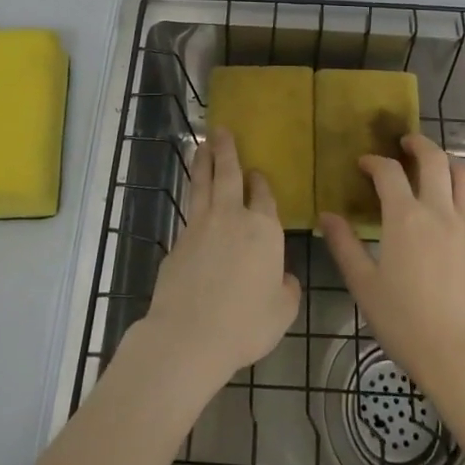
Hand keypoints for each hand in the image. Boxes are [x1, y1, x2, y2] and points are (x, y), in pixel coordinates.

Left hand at [138, 128, 300, 394]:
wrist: (189, 335)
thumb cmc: (245, 323)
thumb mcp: (282, 312)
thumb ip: (286, 289)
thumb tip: (283, 277)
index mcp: (263, 229)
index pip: (263, 194)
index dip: (260, 181)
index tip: (257, 172)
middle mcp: (232, 217)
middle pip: (229, 174)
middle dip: (226, 150)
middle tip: (220, 130)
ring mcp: (201, 226)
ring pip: (203, 184)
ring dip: (204, 162)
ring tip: (202, 145)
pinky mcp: (178, 240)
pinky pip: (189, 210)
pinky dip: (192, 196)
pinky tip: (193, 198)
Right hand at [321, 134, 464, 394]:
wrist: (461, 356)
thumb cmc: (405, 322)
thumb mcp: (364, 285)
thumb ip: (345, 246)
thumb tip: (327, 216)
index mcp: (405, 218)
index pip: (388, 172)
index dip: (374, 161)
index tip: (364, 164)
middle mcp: (439, 211)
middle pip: (433, 159)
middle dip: (417, 144)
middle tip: (405, 144)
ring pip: (464, 174)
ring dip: (447, 160)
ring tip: (435, 164)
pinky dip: (462, 191)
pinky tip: (452, 206)